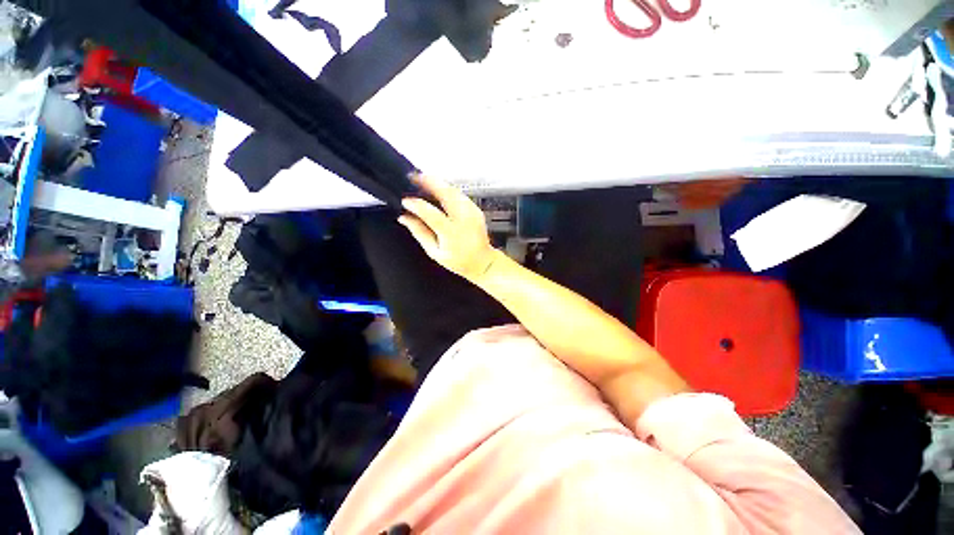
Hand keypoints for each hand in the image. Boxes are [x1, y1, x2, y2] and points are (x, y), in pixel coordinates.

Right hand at [398, 175, 498, 282]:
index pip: (431, 214)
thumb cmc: (458, 261)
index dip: (416, 205)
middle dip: (428, 182)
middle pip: (446, 193)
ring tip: (422, 180)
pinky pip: (459, 194)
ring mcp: (472, 212)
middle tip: (413, 177)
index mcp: (452, 233)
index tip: (405, 201)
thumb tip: (404, 218)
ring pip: (453, 190)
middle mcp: (464, 219)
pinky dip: (446, 189)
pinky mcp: (476, 209)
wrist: (482, 262)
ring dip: (437, 183)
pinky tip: (437, 189)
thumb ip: (419, 233)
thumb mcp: (434, 252)